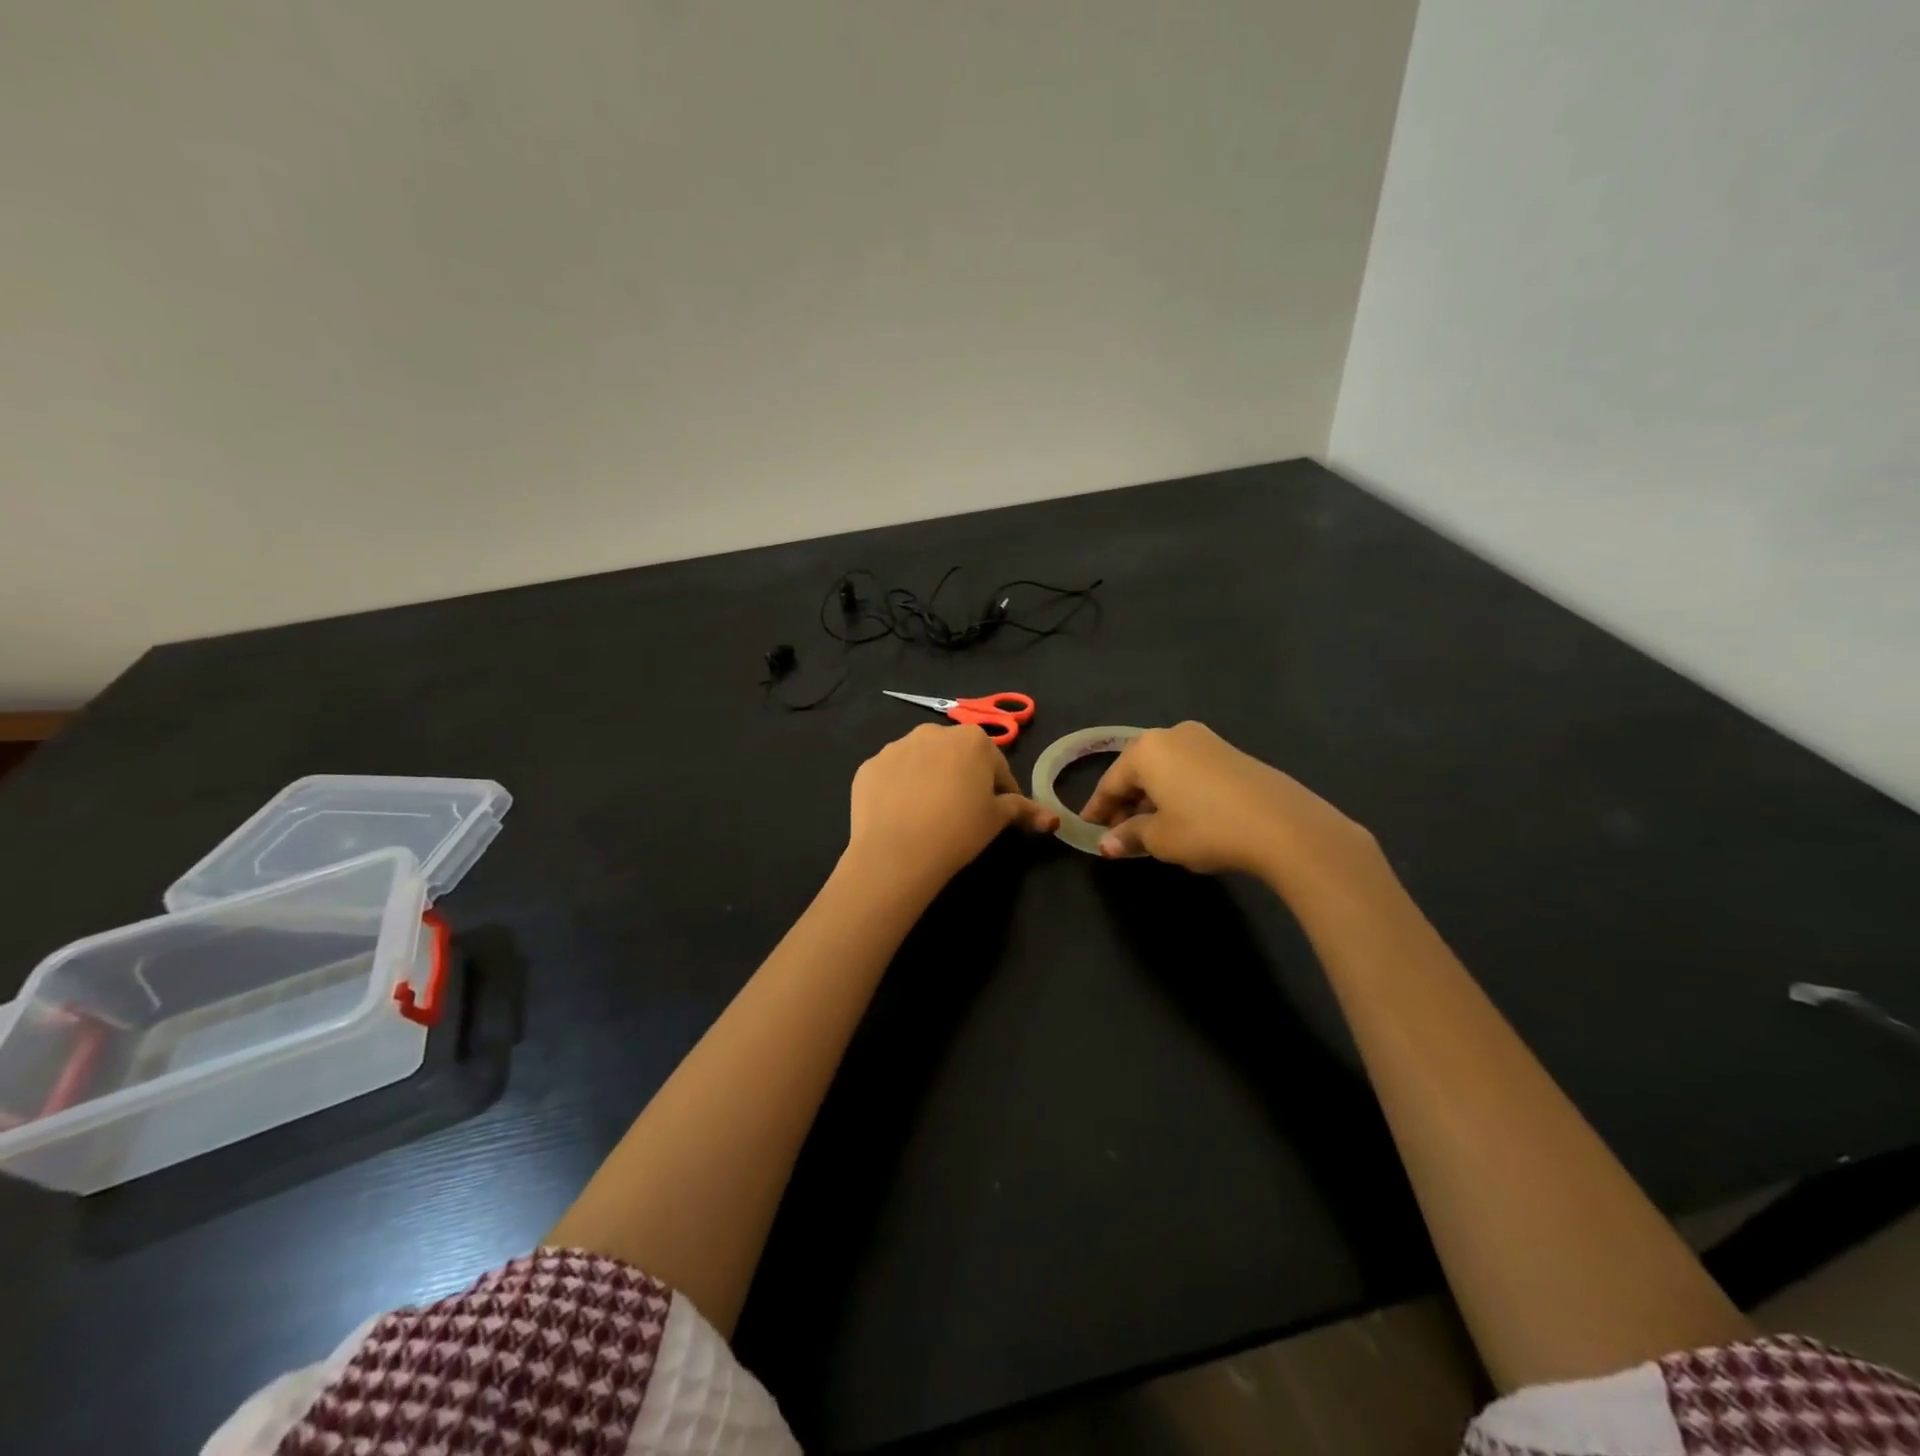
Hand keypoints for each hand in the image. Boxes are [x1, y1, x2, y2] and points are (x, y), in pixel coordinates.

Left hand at [847, 724, 1058, 888]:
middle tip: (963, 814)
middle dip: (963, 778)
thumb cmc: (958, 830)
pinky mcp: (869, 766)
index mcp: (973, 740)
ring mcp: (896, 746)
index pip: (997, 766)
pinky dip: (899, 789)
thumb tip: (1052, 818)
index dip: (1002, 791)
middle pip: (957, 757)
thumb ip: (1024, 810)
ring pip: (922, 762)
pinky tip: (901, 816)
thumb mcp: (997, 820)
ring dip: (930, 780)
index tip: (998, 814)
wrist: (896, 851)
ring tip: (929, 816)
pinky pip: (892, 775)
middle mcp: (933, 732)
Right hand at [1080, 721, 1380, 886]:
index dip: (1097, 809)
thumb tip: (1107, 844)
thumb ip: (1129, 835)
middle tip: (1119, 832)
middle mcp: (1172, 735)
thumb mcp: (1160, 838)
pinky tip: (1182, 816)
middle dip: (1126, 802)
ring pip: (1165, 770)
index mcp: (1147, 750)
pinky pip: (1189, 771)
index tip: (1088, 829)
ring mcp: (1206, 741)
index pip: (1111, 781)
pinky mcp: (1232, 753)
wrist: (1283, 825)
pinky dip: (1177, 792)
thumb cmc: (1207, 828)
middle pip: (1138, 771)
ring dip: (1152, 797)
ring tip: (1150, 828)